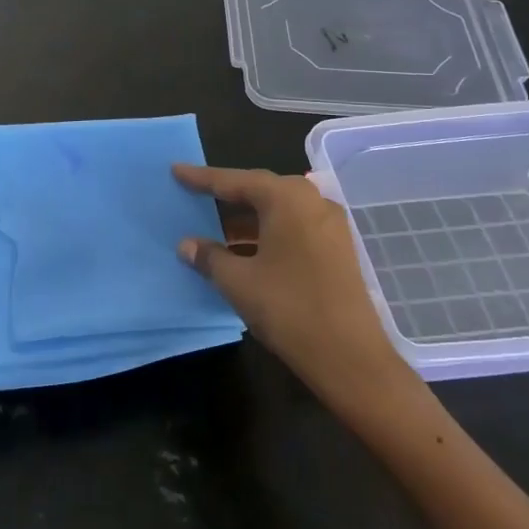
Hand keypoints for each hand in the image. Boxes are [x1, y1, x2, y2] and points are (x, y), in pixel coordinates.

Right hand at [174, 164, 416, 420]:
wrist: (351, 358)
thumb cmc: (288, 308)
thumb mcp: (237, 281)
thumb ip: (209, 256)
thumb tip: (187, 244)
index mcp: (286, 198)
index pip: (235, 181)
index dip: (202, 178)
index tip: (176, 170)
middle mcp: (312, 201)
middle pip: (260, 190)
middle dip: (227, 196)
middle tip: (195, 195)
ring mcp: (330, 225)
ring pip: (278, 211)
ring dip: (247, 219)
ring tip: (215, 229)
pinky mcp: (338, 249)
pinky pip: (293, 228)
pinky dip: (267, 233)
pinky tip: (246, 251)